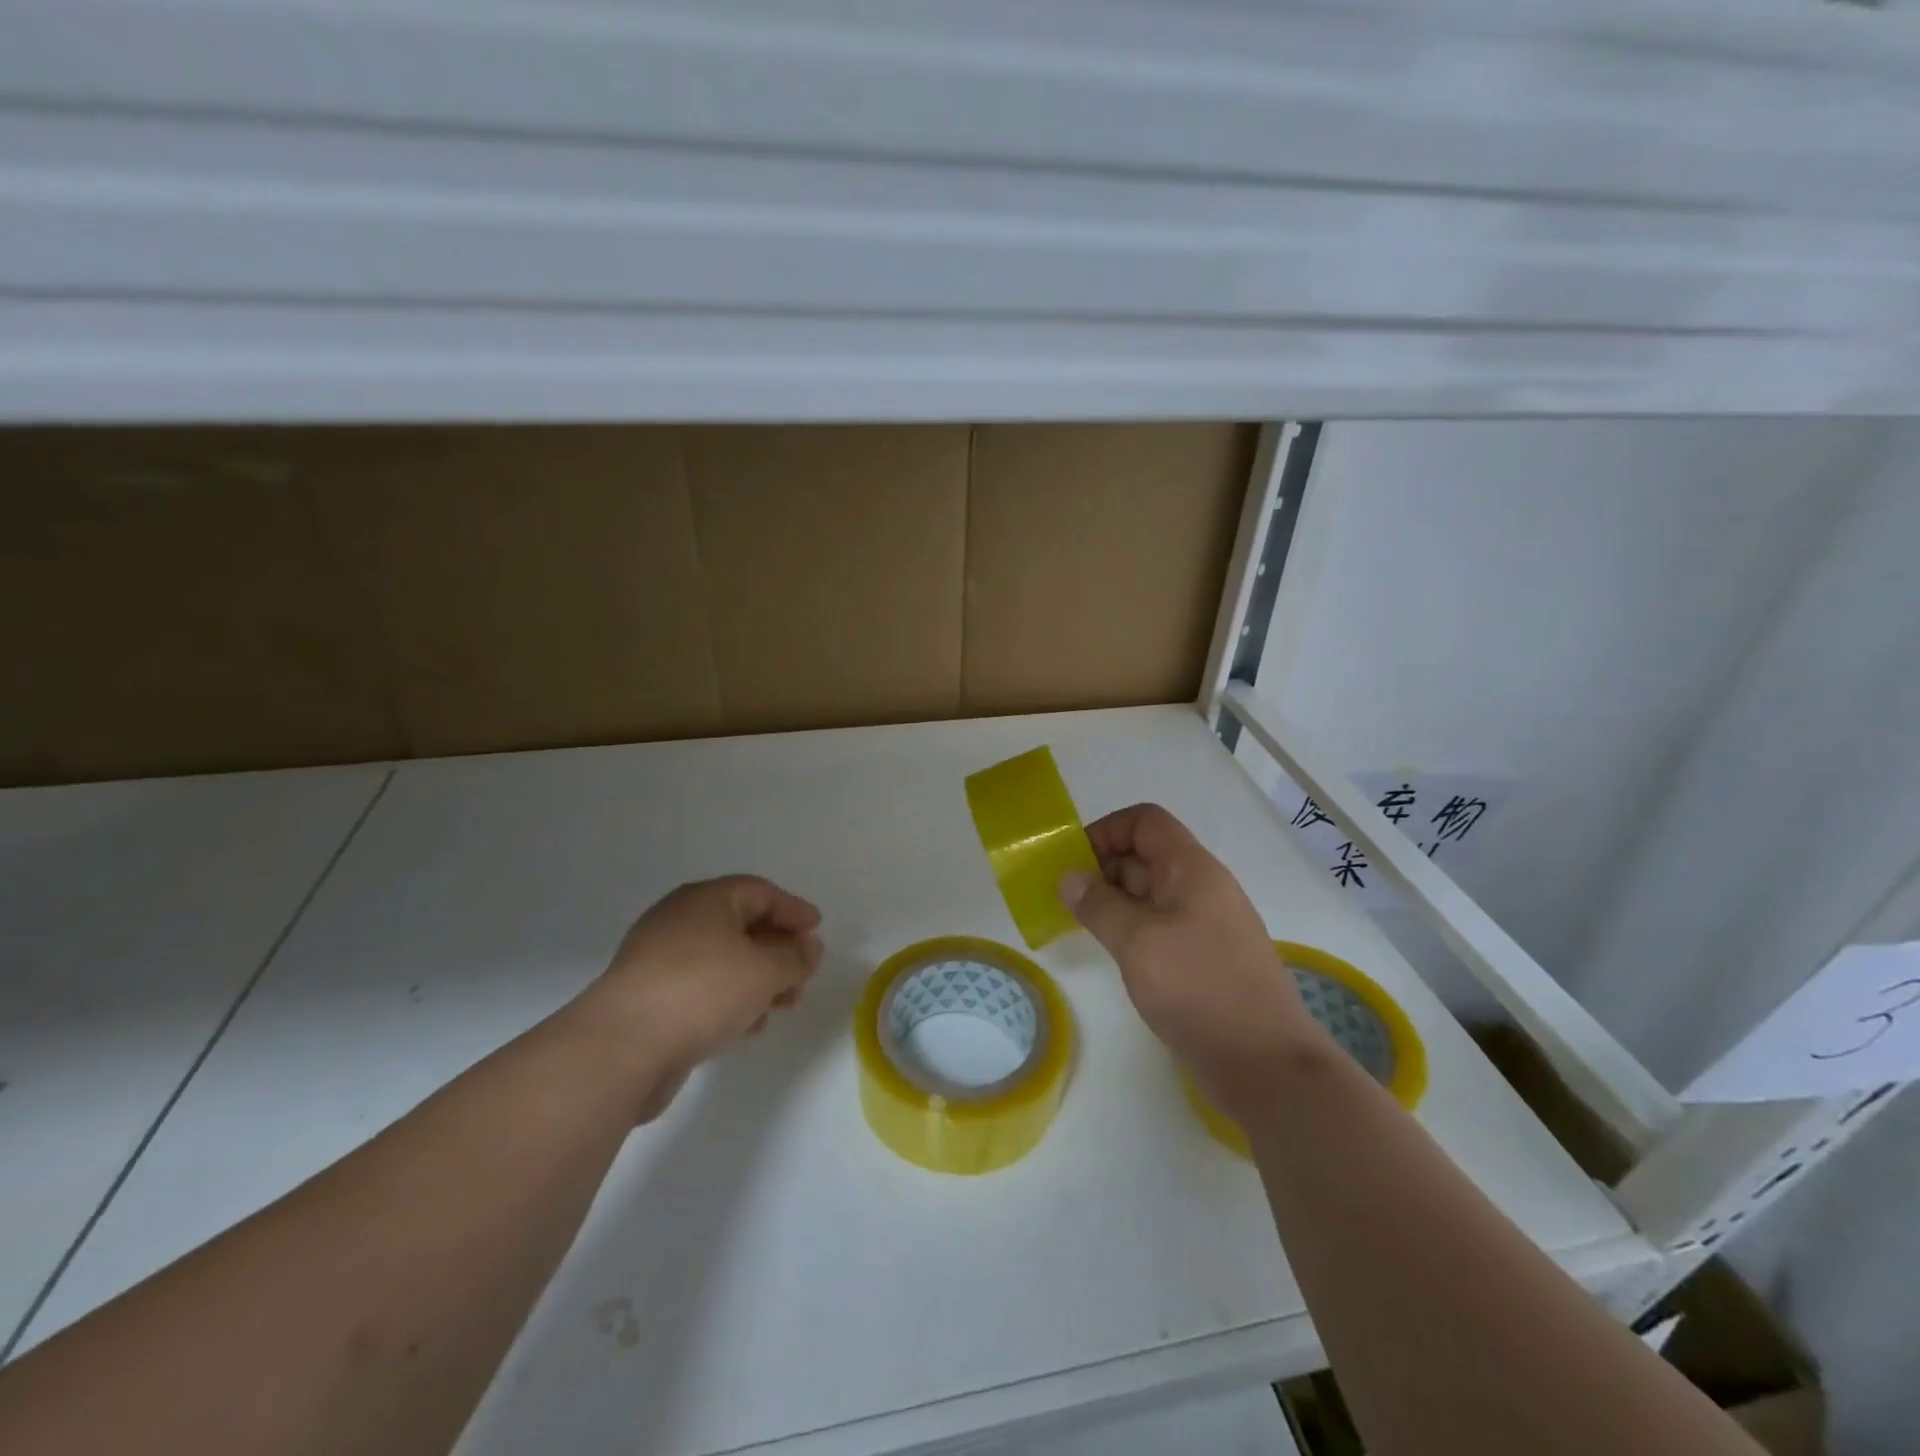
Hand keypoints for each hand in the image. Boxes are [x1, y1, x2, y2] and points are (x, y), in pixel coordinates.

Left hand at [585, 876, 822, 1113]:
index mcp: (707, 900)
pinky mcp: (649, 998)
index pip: (761, 892)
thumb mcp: (765, 970)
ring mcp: (660, 960)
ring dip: (759, 979)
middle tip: (804, 973)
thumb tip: (810, 947)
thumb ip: (795, 957)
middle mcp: (681, 921)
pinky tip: (749, 1025)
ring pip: (723, 961)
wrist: (622, 1047)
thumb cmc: (703, 991)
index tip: (817, 930)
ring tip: (784, 1005)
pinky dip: (731, 999)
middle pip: (742, 926)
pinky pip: (702, 989)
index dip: (793, 910)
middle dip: (779, 950)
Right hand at [1060, 804, 1323, 1114]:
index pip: (1145, 822)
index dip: (1107, 830)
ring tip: (1079, 924)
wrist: (1265, 1064)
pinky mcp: (1203, 957)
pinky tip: (1112, 952)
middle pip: (1145, 855)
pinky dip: (1130, 928)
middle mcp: (1200, 887)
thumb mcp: (1137, 942)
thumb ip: (1098, 905)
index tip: (1074, 861)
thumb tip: (1068, 878)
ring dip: (1113, 901)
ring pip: (1150, 893)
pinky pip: (1159, 925)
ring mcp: (1204, 924)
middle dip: (1103, 868)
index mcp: (1191, 869)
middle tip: (1066, 898)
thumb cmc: (1199, 988)